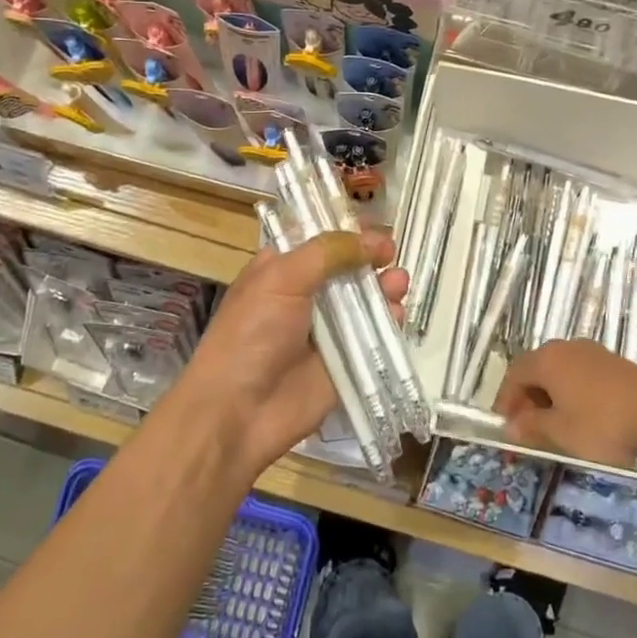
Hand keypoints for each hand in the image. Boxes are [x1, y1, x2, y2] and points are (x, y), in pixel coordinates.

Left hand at [179, 229, 406, 475]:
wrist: (238, 412)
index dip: (348, 231)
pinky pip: (375, 337)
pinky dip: (390, 323)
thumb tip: (375, 240)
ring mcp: (328, 331)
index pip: (320, 241)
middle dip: (372, 258)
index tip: (374, 226)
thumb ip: (328, 253)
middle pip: (348, 269)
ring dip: (385, 287)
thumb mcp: (281, 279)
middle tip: (391, 254)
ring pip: (366, 301)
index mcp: (282, 271)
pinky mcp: (346, 362)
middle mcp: (306, 297)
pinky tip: (397, 314)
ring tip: (398, 283)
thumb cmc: (251, 334)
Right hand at [493, 340, 636, 467]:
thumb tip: (512, 426)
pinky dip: (571, 391)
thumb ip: (531, 427)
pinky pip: (579, 373)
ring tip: (553, 422)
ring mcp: (591, 351)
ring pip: (559, 370)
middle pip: (536, 369)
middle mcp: (565, 347)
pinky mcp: (612, 361)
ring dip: (549, 394)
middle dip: (527, 396)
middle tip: (526, 425)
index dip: (506, 399)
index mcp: (547, 359)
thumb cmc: (600, 423)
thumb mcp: (560, 432)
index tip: (505, 424)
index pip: (514, 374)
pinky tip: (580, 414)